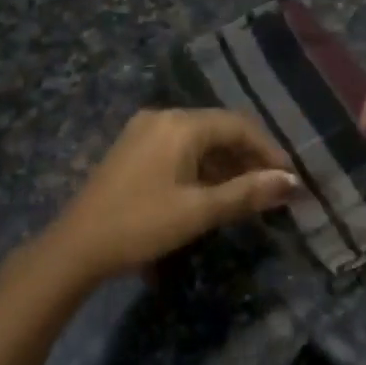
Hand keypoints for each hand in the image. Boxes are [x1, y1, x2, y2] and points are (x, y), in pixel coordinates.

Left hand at [37, 109, 299, 281]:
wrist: (75, 248)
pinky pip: (179, 148)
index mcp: (181, 124)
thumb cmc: (141, 225)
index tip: (290, 178)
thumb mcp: (199, 212)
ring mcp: (144, 131)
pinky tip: (211, 192)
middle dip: (249, 157)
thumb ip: (247, 193)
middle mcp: (163, 117)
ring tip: (247, 194)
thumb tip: (291, 182)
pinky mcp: (132, 149)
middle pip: (219, 129)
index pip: (239, 125)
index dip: (269, 150)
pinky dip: (202, 166)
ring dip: (226, 164)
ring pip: (199, 140)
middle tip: (272, 188)